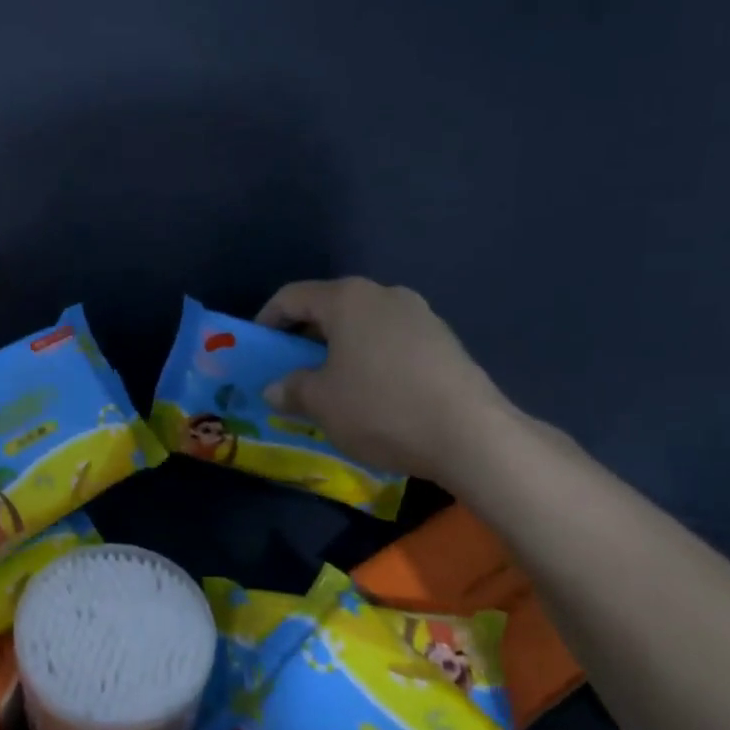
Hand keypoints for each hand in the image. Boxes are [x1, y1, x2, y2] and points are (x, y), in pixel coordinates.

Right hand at [256, 278, 509, 483]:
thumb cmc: (381, 408)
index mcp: (348, 299)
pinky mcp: (445, 341)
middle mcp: (385, 295)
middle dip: (305, 337)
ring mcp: (421, 316)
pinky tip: (373, 394)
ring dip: (341, 349)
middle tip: (291, 369)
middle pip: (331, 307)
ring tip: (332, 384)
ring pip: (364, 325)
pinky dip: (372, 359)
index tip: (258, 347)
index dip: (268, 319)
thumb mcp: (321, 403)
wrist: (471, 435)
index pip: (292, 297)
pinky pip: (392, 342)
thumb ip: (291, 389)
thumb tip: (275, 388)